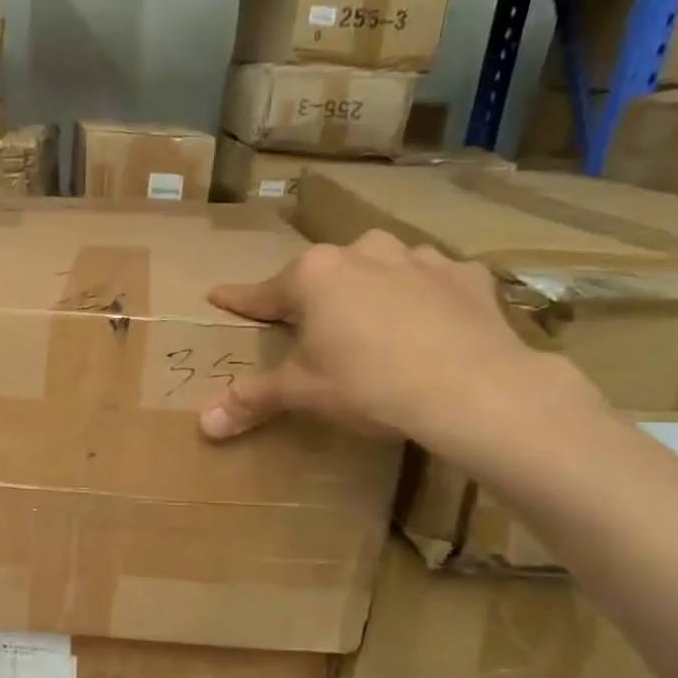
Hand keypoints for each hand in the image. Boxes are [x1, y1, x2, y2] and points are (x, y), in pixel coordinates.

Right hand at [198, 232, 600, 450]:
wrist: (474, 389)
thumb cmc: (369, 384)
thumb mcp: (302, 393)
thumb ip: (252, 401)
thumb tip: (203, 425)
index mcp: (314, 276)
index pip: (262, 292)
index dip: (239, 301)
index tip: (218, 296)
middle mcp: (363, 252)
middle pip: (324, 277)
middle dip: (314, 299)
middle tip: (313, 332)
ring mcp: (419, 258)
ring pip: (379, 271)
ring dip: (370, 292)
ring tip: (374, 328)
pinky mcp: (466, 276)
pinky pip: (431, 283)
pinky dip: (423, 298)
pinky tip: (430, 327)